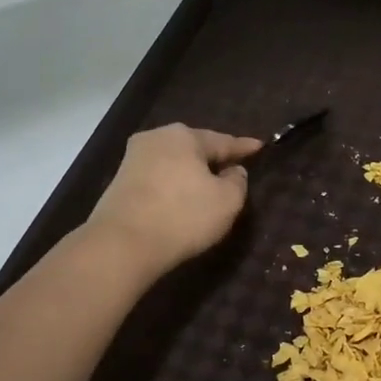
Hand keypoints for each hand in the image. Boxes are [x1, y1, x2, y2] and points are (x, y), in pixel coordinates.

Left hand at [86, 123, 260, 279]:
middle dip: (213, 157)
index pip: (223, 141)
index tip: (259, 146)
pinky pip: (158, 177)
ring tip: (207, 184)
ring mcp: (134, 158)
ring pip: (174, 161)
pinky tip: (181, 197)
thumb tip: (232, 171)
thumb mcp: (227, 201)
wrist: (123, 244)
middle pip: (194, 147)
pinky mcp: (120, 181)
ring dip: (191, 172)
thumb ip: (237, 181)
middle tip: (232, 167)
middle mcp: (156, 138)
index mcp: (185, 136)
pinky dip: (173, 184)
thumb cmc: (183, 216)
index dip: (244, 147)